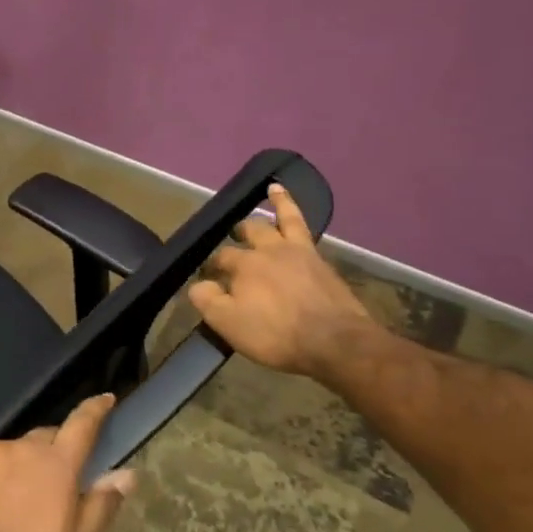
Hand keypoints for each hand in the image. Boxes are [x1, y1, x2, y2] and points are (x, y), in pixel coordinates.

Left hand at [0, 394, 136, 531]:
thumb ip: (101, 506)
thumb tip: (127, 473)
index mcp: (57, 466)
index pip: (82, 425)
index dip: (95, 410)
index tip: (105, 398)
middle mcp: (21, 447)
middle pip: (44, 439)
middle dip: (53, 453)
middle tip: (52, 484)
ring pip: (11, 452)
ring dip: (17, 469)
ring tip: (9, 504)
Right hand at [188, 183, 380, 378]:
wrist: (335, 342)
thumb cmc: (277, 334)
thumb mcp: (229, 324)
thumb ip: (207, 300)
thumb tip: (197, 284)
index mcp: (244, 265)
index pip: (220, 258)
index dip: (211, 266)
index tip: (207, 278)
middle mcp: (269, 250)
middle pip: (250, 231)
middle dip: (238, 232)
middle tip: (233, 235)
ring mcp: (299, 252)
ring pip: (284, 219)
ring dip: (278, 202)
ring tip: (273, 189)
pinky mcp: (322, 261)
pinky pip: (306, 229)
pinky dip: (298, 213)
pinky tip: (297, 212)